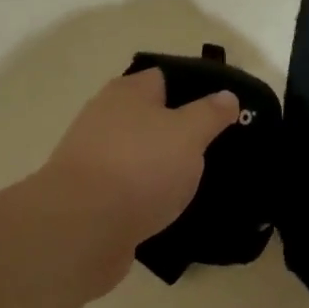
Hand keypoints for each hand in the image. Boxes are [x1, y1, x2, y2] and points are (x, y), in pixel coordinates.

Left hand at [41, 69, 239, 252]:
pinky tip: (174, 207)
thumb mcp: (189, 134)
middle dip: (183, 131)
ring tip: (203, 181)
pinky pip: (131, 189)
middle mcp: (106, 118)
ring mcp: (96, 159)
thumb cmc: (140, 167)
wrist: (81, 229)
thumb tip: (226, 95)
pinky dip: (151, 195)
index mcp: (128, 92)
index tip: (227, 109)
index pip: (167, 78)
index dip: (198, 89)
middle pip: (153, 117)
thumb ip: (210, 113)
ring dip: (167, 166)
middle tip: (221, 146)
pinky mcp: (92, 197)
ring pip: (143, 155)